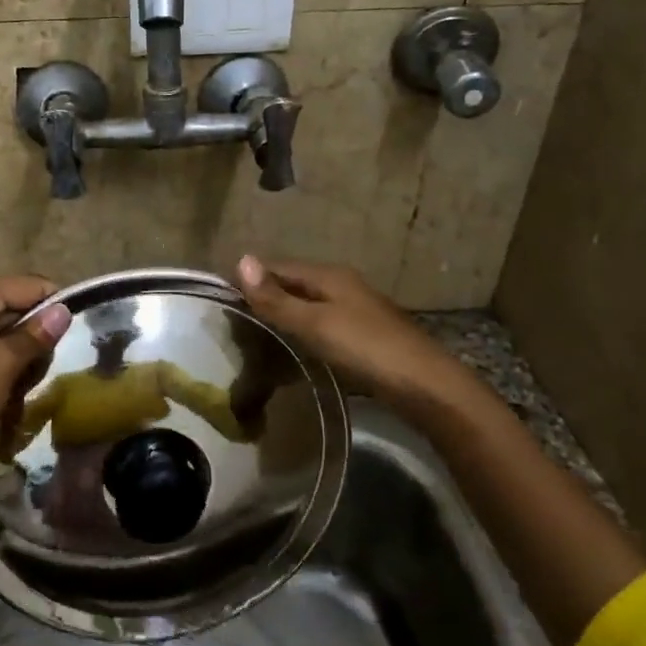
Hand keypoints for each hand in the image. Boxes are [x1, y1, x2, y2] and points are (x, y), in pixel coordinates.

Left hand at [0, 276, 72, 458]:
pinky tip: (8, 395)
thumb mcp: (3, 363)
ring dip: (21, 359)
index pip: (29, 286)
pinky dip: (3, 371)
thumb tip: (64, 310)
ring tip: (23, 388)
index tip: (73, 337)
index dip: (54, 307)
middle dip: (36, 338)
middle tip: (42, 370)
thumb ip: (35, 335)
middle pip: (17, 309)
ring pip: (5, 335)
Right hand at [235, 256, 444, 398]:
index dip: (249, 279)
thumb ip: (276, 298)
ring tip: (253, 341)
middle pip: (292, 285)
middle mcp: (341, 285)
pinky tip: (290, 353)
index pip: (276, 267)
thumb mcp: (314, 323)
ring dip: (282, 318)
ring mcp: (354, 310)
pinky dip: (300, 334)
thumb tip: (241, 259)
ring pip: (306, 306)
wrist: (425, 385)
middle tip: (232, 325)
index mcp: (328, 276)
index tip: (220, 299)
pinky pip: (319, 326)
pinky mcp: (362, 335)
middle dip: (263, 299)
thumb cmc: (365, 348)